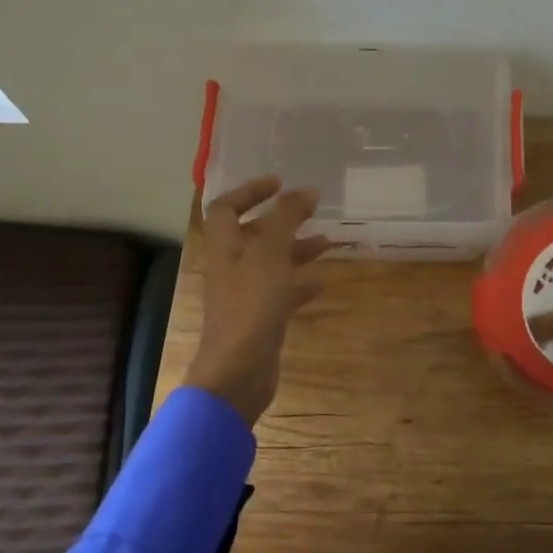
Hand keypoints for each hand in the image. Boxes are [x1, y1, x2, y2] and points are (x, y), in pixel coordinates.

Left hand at [186, 176, 330, 425]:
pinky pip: (281, 293)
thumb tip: (306, 190)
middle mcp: (231, 266)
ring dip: (296, 249)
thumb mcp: (271, 252)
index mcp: (224, 246)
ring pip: (271, 263)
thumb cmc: (251, 303)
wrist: (239, 370)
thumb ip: (287, 217)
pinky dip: (300, 284)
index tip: (280, 183)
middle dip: (281, 221)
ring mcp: (244, 295)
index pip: (226, 207)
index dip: (250, 191)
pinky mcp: (260, 319)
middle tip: (311, 210)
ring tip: (328, 242)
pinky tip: (322, 283)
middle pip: (252, 234)